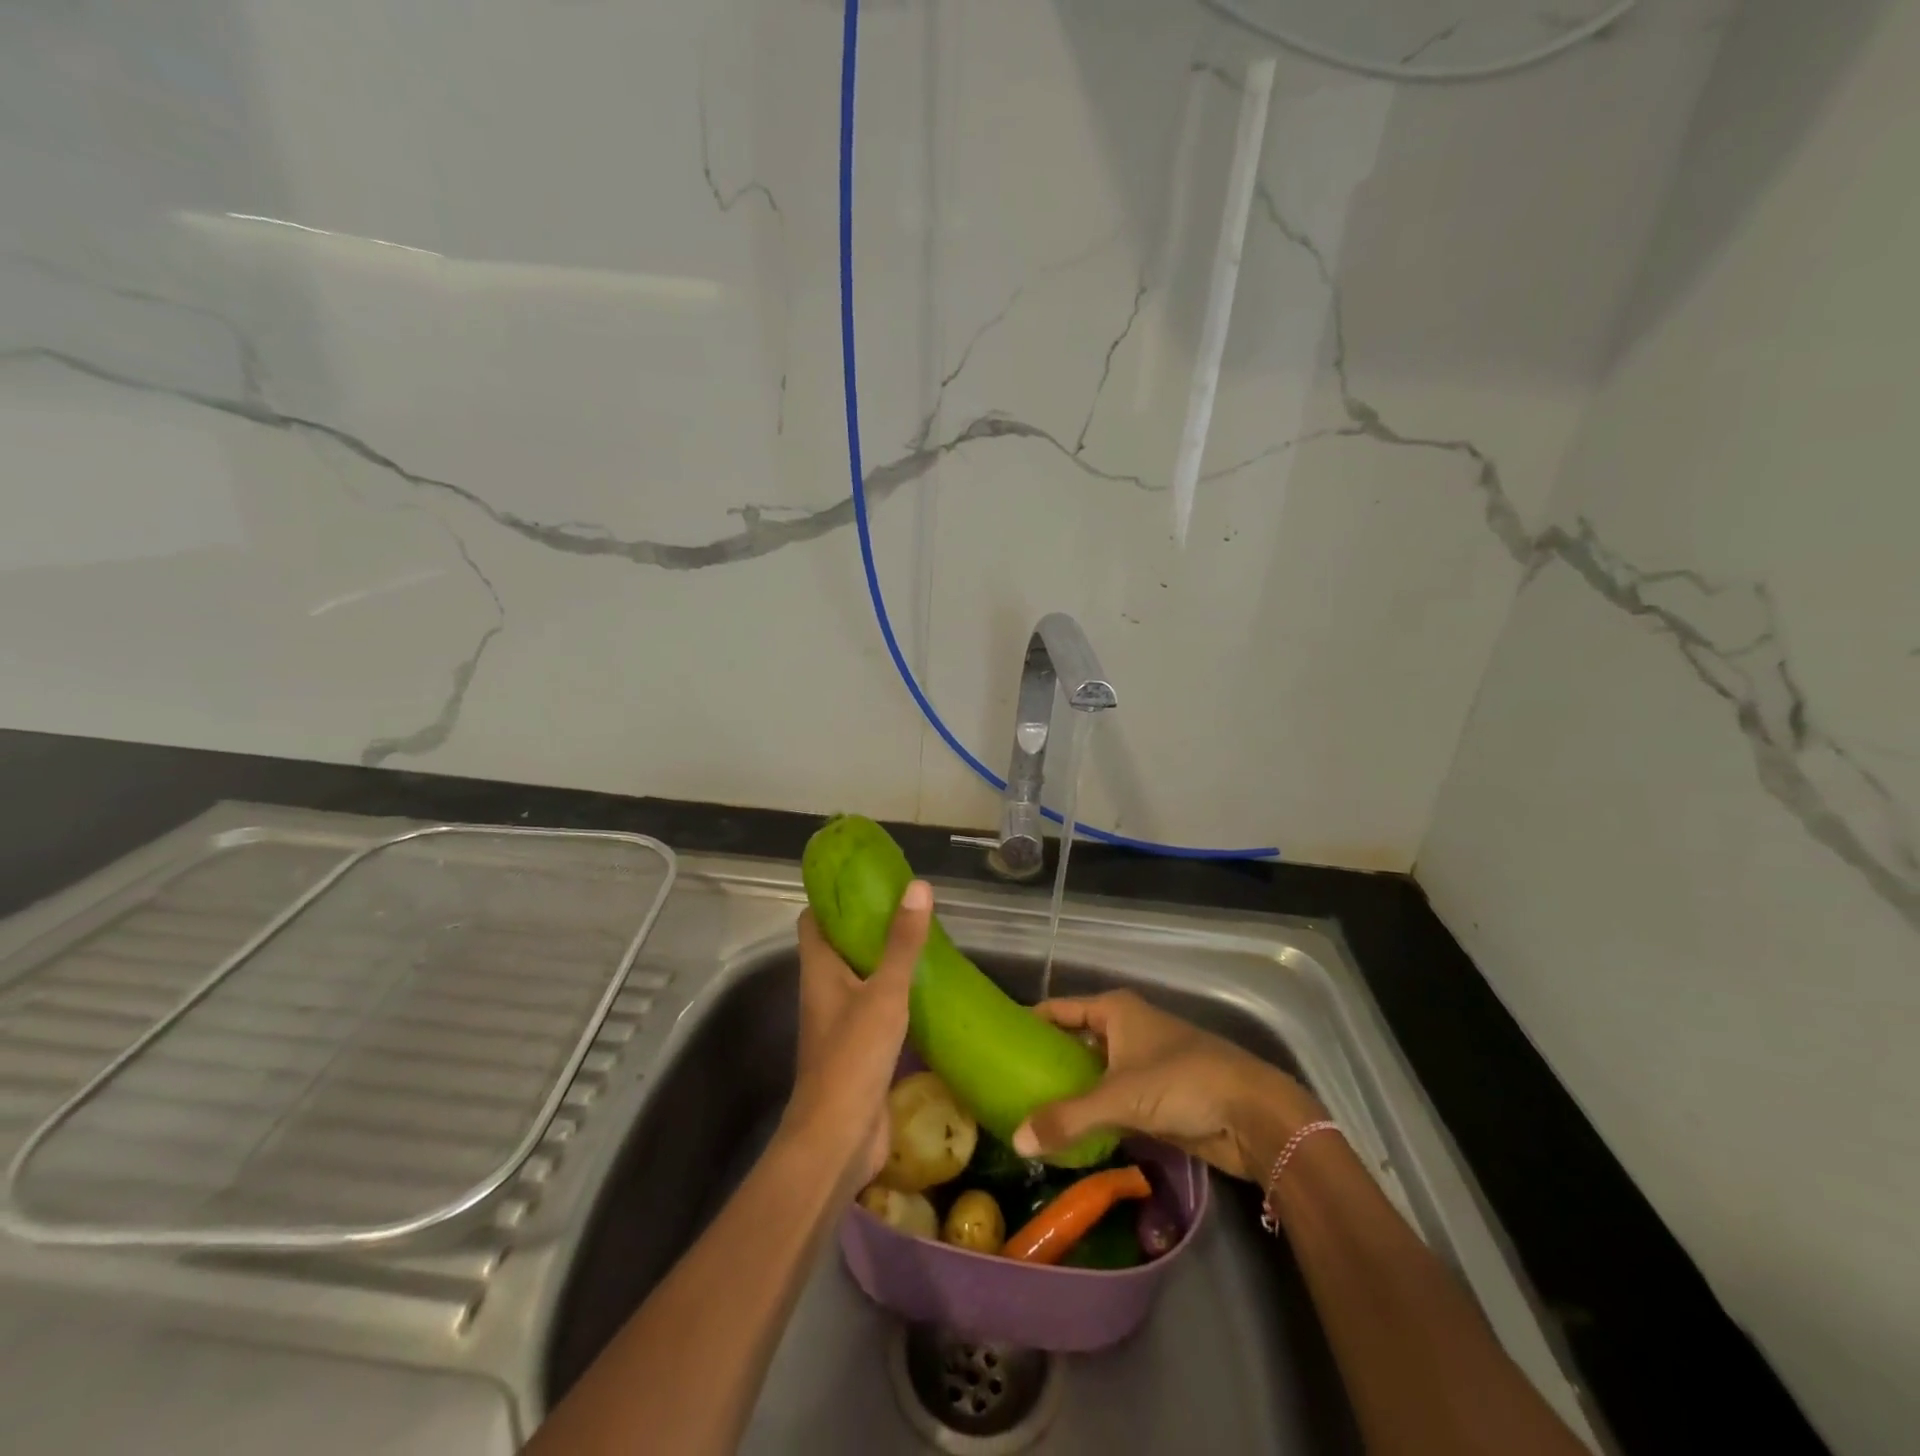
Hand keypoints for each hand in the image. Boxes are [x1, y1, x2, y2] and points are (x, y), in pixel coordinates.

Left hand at [787, 881, 932, 1188]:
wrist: (839, 1138)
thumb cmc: (853, 1057)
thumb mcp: (884, 993)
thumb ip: (902, 943)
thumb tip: (917, 886)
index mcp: (819, 970)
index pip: (815, 920)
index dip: (833, 897)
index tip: (866, 878)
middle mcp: (825, 991)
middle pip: (840, 946)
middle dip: (868, 925)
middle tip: (907, 906)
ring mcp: (841, 1022)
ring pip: (861, 978)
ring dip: (885, 960)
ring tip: (923, 940)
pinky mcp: (860, 1048)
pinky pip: (877, 1008)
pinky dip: (898, 995)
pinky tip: (928, 990)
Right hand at [1011, 990, 1323, 1181]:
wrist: (1252, 1114)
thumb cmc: (1182, 1083)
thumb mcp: (1118, 1098)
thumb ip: (1067, 1118)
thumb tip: (1016, 1140)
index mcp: (1116, 1010)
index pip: (1060, 1009)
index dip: (1031, 1022)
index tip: (999, 1040)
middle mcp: (1127, 1028)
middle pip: (1076, 1040)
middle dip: (1048, 1061)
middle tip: (1008, 1083)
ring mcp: (1143, 1062)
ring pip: (1095, 1072)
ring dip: (1070, 1091)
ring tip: (1029, 1110)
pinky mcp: (1158, 1095)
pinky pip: (1113, 1099)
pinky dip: (1093, 1112)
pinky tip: (1069, 1132)